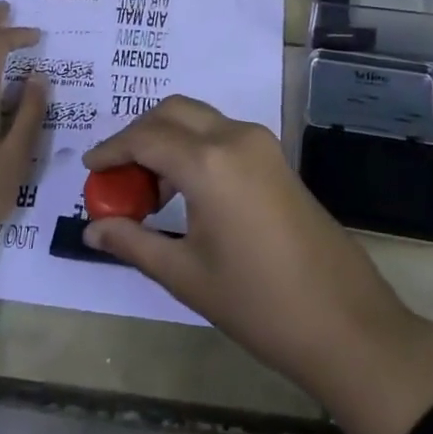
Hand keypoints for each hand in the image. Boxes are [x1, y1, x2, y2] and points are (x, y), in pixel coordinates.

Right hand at [81, 97, 432, 433]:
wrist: (343, 321)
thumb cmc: (257, 303)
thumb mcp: (185, 275)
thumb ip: (133, 242)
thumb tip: (92, 230)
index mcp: (209, 162)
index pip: (145, 137)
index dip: (112, 150)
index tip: (89, 169)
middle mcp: (234, 137)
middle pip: (172, 112)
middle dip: (138, 135)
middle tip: (117, 175)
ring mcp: (261, 143)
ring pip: (199, 118)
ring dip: (167, 138)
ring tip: (148, 189)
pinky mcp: (276, 157)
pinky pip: (222, 133)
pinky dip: (194, 146)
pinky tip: (185, 190)